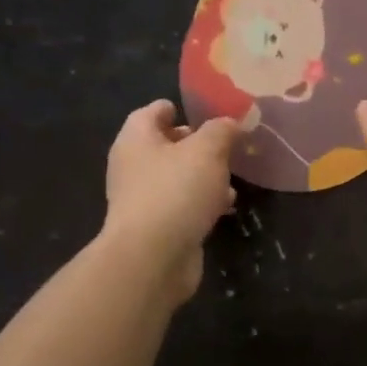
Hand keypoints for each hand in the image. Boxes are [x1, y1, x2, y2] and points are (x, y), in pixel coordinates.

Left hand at [100, 100, 237, 304]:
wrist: (153, 257)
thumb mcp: (207, 151)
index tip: (202, 110)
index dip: (175, 108)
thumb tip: (232, 122)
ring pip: (177, 177)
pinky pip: (183, 205)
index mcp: (137, 140)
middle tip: (226, 143)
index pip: (151, 113)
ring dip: (203, 175)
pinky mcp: (158, 227)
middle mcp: (134, 166)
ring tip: (232, 176)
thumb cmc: (176, 191)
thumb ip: (222, 131)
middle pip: (165, 145)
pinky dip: (203, 202)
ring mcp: (144, 199)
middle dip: (196, 143)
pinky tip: (226, 206)